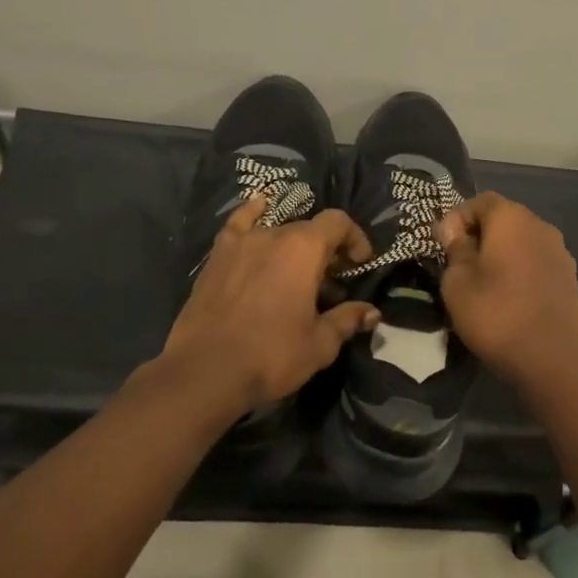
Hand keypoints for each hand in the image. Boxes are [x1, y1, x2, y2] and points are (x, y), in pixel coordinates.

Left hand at [161, 194, 379, 412]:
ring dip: (294, 246)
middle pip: (309, 230)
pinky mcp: (218, 256)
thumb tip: (372, 313)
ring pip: (277, 231)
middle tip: (331, 283)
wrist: (205, 371)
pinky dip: (253, 212)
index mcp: (304, 250)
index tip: (360, 262)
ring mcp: (242, 243)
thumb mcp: (320, 344)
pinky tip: (259, 205)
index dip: (355, 238)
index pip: (338, 223)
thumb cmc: (271, 355)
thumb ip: (347, 320)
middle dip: (326, 250)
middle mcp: (274, 235)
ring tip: (297, 272)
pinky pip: (238, 223)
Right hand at [434, 192, 577, 382]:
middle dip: (480, 235)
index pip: (480, 200)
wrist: (551, 358)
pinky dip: (520, 270)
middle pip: (504, 219)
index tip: (442, 244)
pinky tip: (508, 297)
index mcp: (511, 218)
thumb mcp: (457, 282)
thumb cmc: (495, 313)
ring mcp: (560, 252)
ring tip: (483, 282)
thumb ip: (454, 249)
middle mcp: (540, 225)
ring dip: (502, 254)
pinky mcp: (569, 278)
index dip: (457, 218)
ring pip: (522, 242)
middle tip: (459, 263)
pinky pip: (537, 262)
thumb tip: (453, 230)